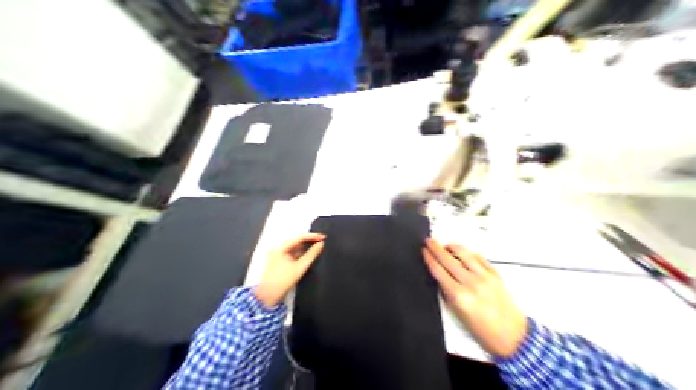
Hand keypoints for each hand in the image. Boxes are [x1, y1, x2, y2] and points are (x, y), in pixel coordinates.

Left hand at [255, 235, 326, 307]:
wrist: (268, 296)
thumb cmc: (284, 280)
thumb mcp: (300, 267)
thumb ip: (311, 254)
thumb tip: (321, 244)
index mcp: (280, 247)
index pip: (299, 237)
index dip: (312, 236)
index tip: (324, 237)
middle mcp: (277, 248)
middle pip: (296, 240)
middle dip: (309, 240)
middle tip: (321, 240)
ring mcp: (277, 254)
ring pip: (294, 246)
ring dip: (305, 246)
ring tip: (317, 245)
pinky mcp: (278, 260)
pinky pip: (291, 252)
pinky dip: (300, 252)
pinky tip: (307, 253)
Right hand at [424, 237, 527, 357]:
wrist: (513, 336)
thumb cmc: (483, 331)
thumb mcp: (458, 314)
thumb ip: (447, 293)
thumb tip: (439, 276)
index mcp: (459, 296)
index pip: (439, 271)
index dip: (429, 258)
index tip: (424, 250)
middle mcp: (471, 283)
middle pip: (448, 259)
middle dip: (436, 248)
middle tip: (429, 241)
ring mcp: (485, 276)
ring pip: (464, 253)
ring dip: (452, 246)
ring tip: (445, 245)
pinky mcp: (496, 274)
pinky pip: (479, 257)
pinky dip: (468, 253)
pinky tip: (463, 253)